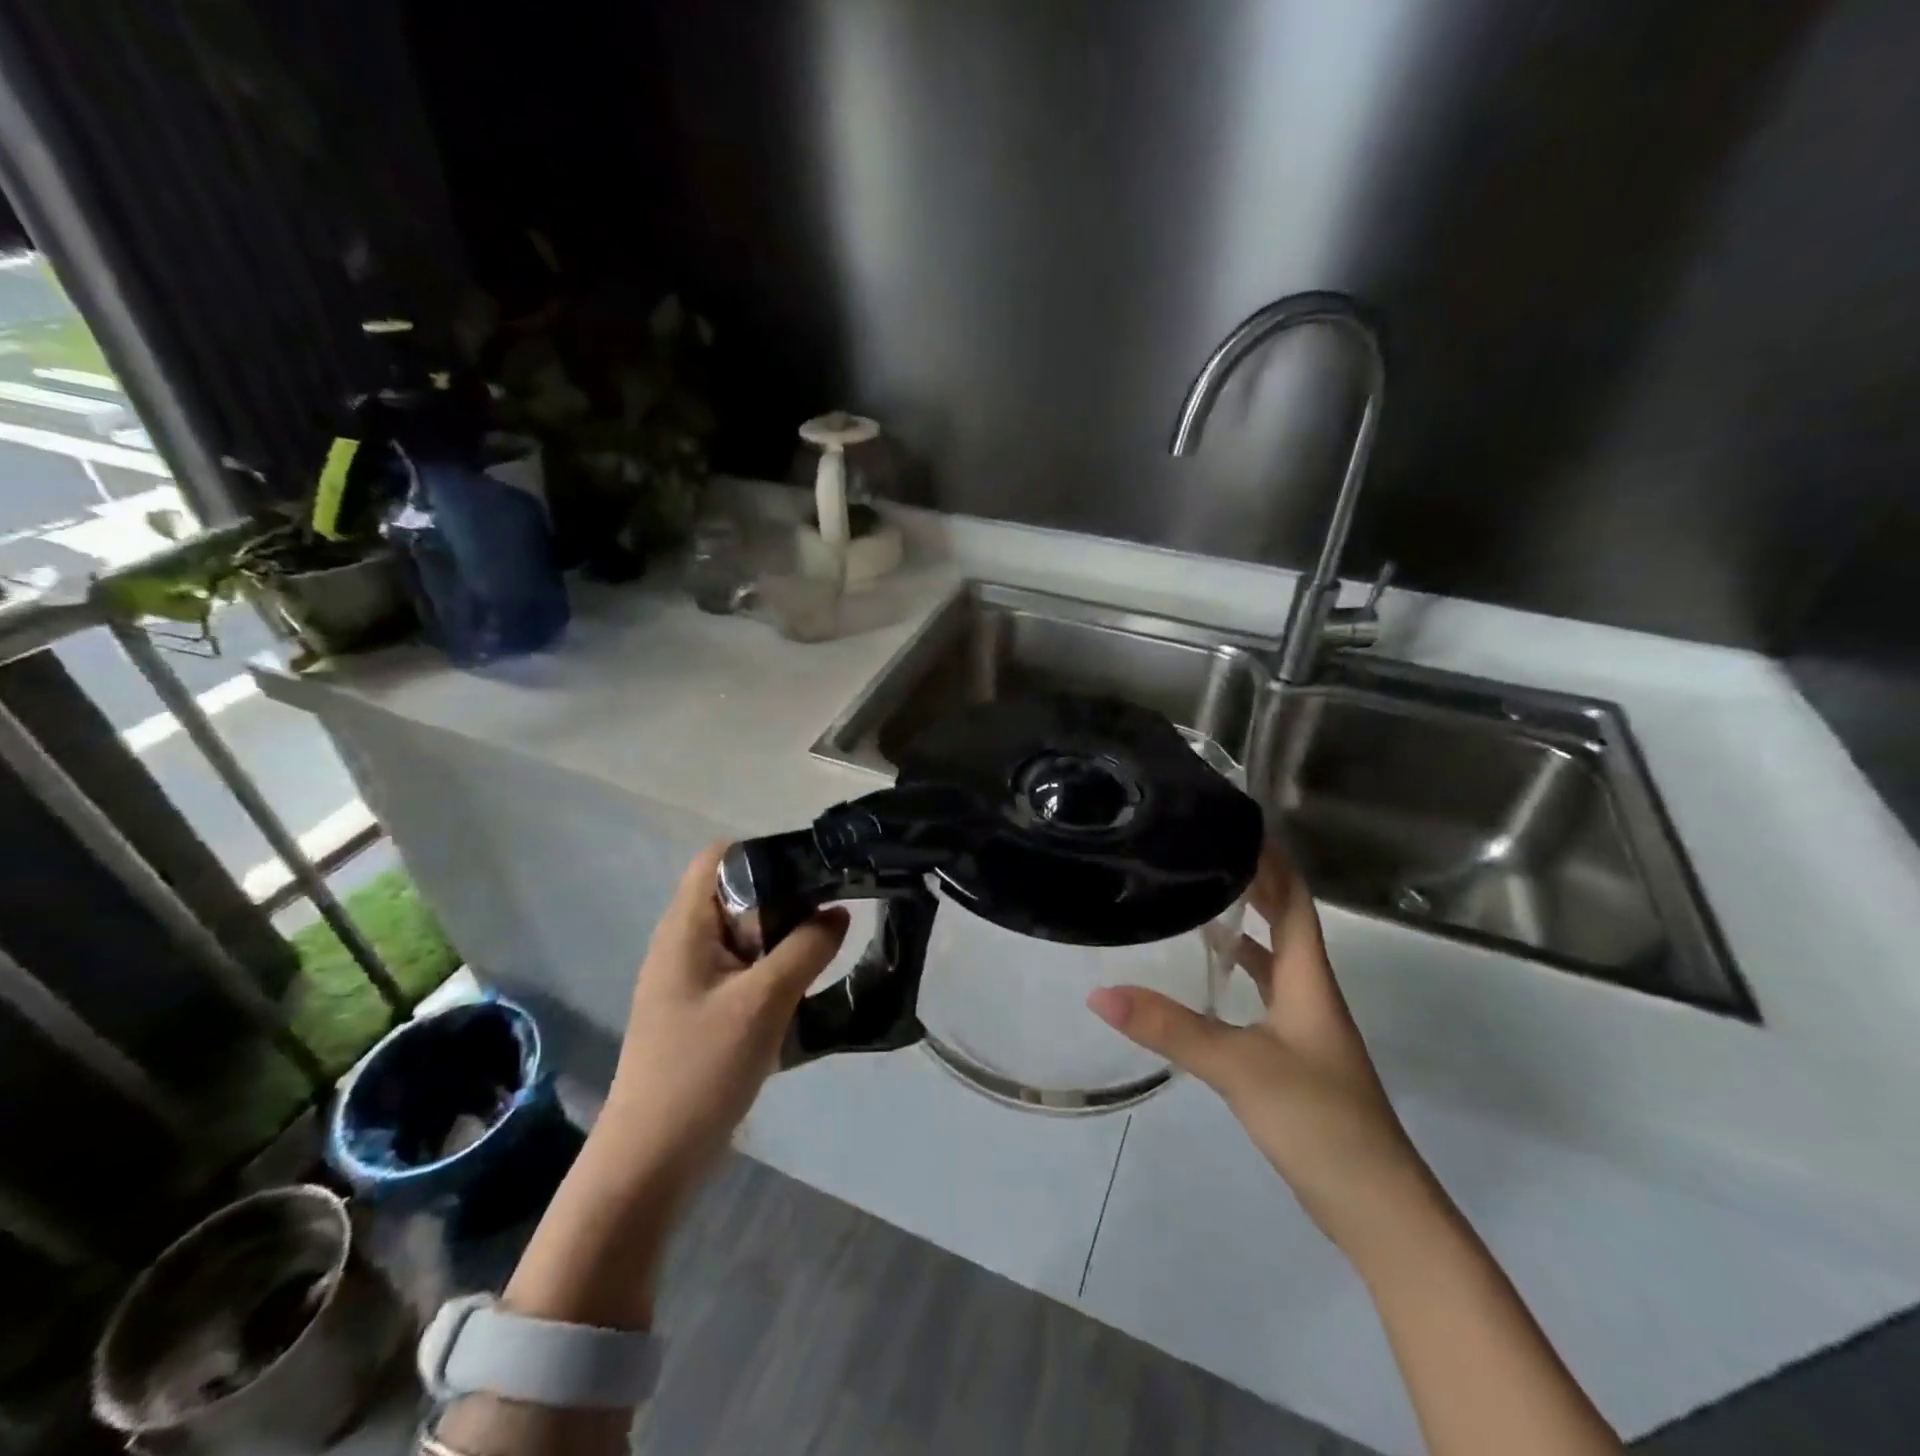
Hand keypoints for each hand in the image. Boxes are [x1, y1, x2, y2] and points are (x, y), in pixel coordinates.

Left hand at [598, 841, 849, 1202]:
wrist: (652, 1159)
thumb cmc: (700, 1068)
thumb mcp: (763, 1001)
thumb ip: (806, 949)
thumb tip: (839, 911)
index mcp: (686, 926)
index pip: (721, 857)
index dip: (766, 853)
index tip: (814, 873)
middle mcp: (685, 942)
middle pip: (739, 893)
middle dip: (786, 898)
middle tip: (832, 914)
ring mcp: (693, 978)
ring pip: (747, 935)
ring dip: (785, 940)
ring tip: (827, 951)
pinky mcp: (704, 1008)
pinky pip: (746, 970)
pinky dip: (776, 972)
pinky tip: (804, 993)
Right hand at [1088, 839, 1438, 1262]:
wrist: (1376, 1207)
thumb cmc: (1319, 1120)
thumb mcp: (1239, 1067)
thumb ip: (1170, 1028)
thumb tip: (1100, 992)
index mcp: (1307, 980)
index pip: (1294, 901)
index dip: (1272, 862)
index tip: (1237, 825)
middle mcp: (1309, 993)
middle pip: (1285, 922)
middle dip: (1254, 884)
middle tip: (1205, 853)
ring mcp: (1304, 1027)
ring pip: (1273, 960)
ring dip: (1245, 927)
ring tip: (1199, 900)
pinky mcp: (1293, 1057)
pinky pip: (1263, 995)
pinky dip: (1239, 974)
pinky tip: (1207, 979)